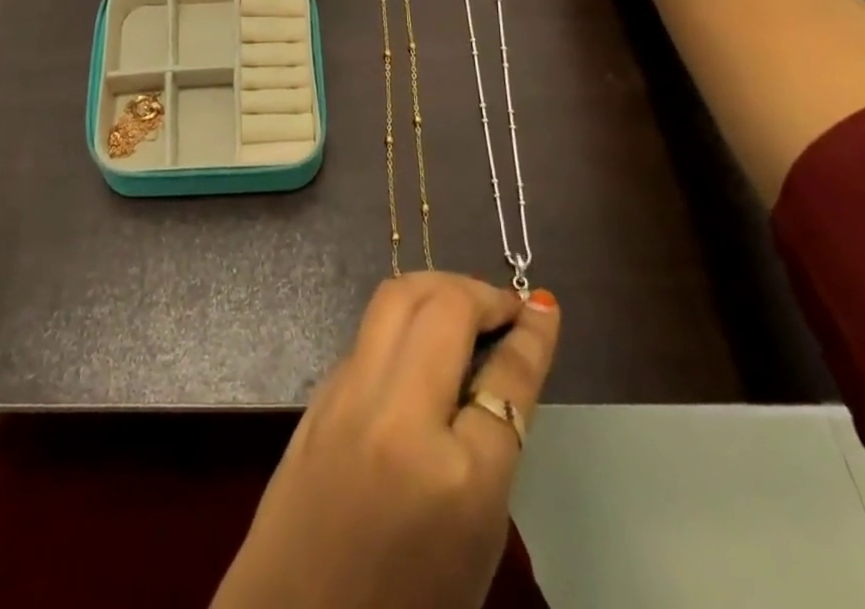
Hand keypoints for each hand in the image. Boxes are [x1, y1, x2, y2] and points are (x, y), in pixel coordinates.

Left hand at [213, 274, 560, 608]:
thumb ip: (492, 447)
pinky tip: (420, 337)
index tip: (543, 306)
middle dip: (482, 294)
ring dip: (439, 287)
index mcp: (458, 480)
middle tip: (504, 306)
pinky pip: (371, 331)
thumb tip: (500, 366)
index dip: (532, 336)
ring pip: (398, 298)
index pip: (506, 379)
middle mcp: (400, 418)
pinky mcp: (321, 389)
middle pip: (446, 310)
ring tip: (465, 304)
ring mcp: (351, 394)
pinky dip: (404, 317)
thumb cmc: (410, 604)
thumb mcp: (478, 540)